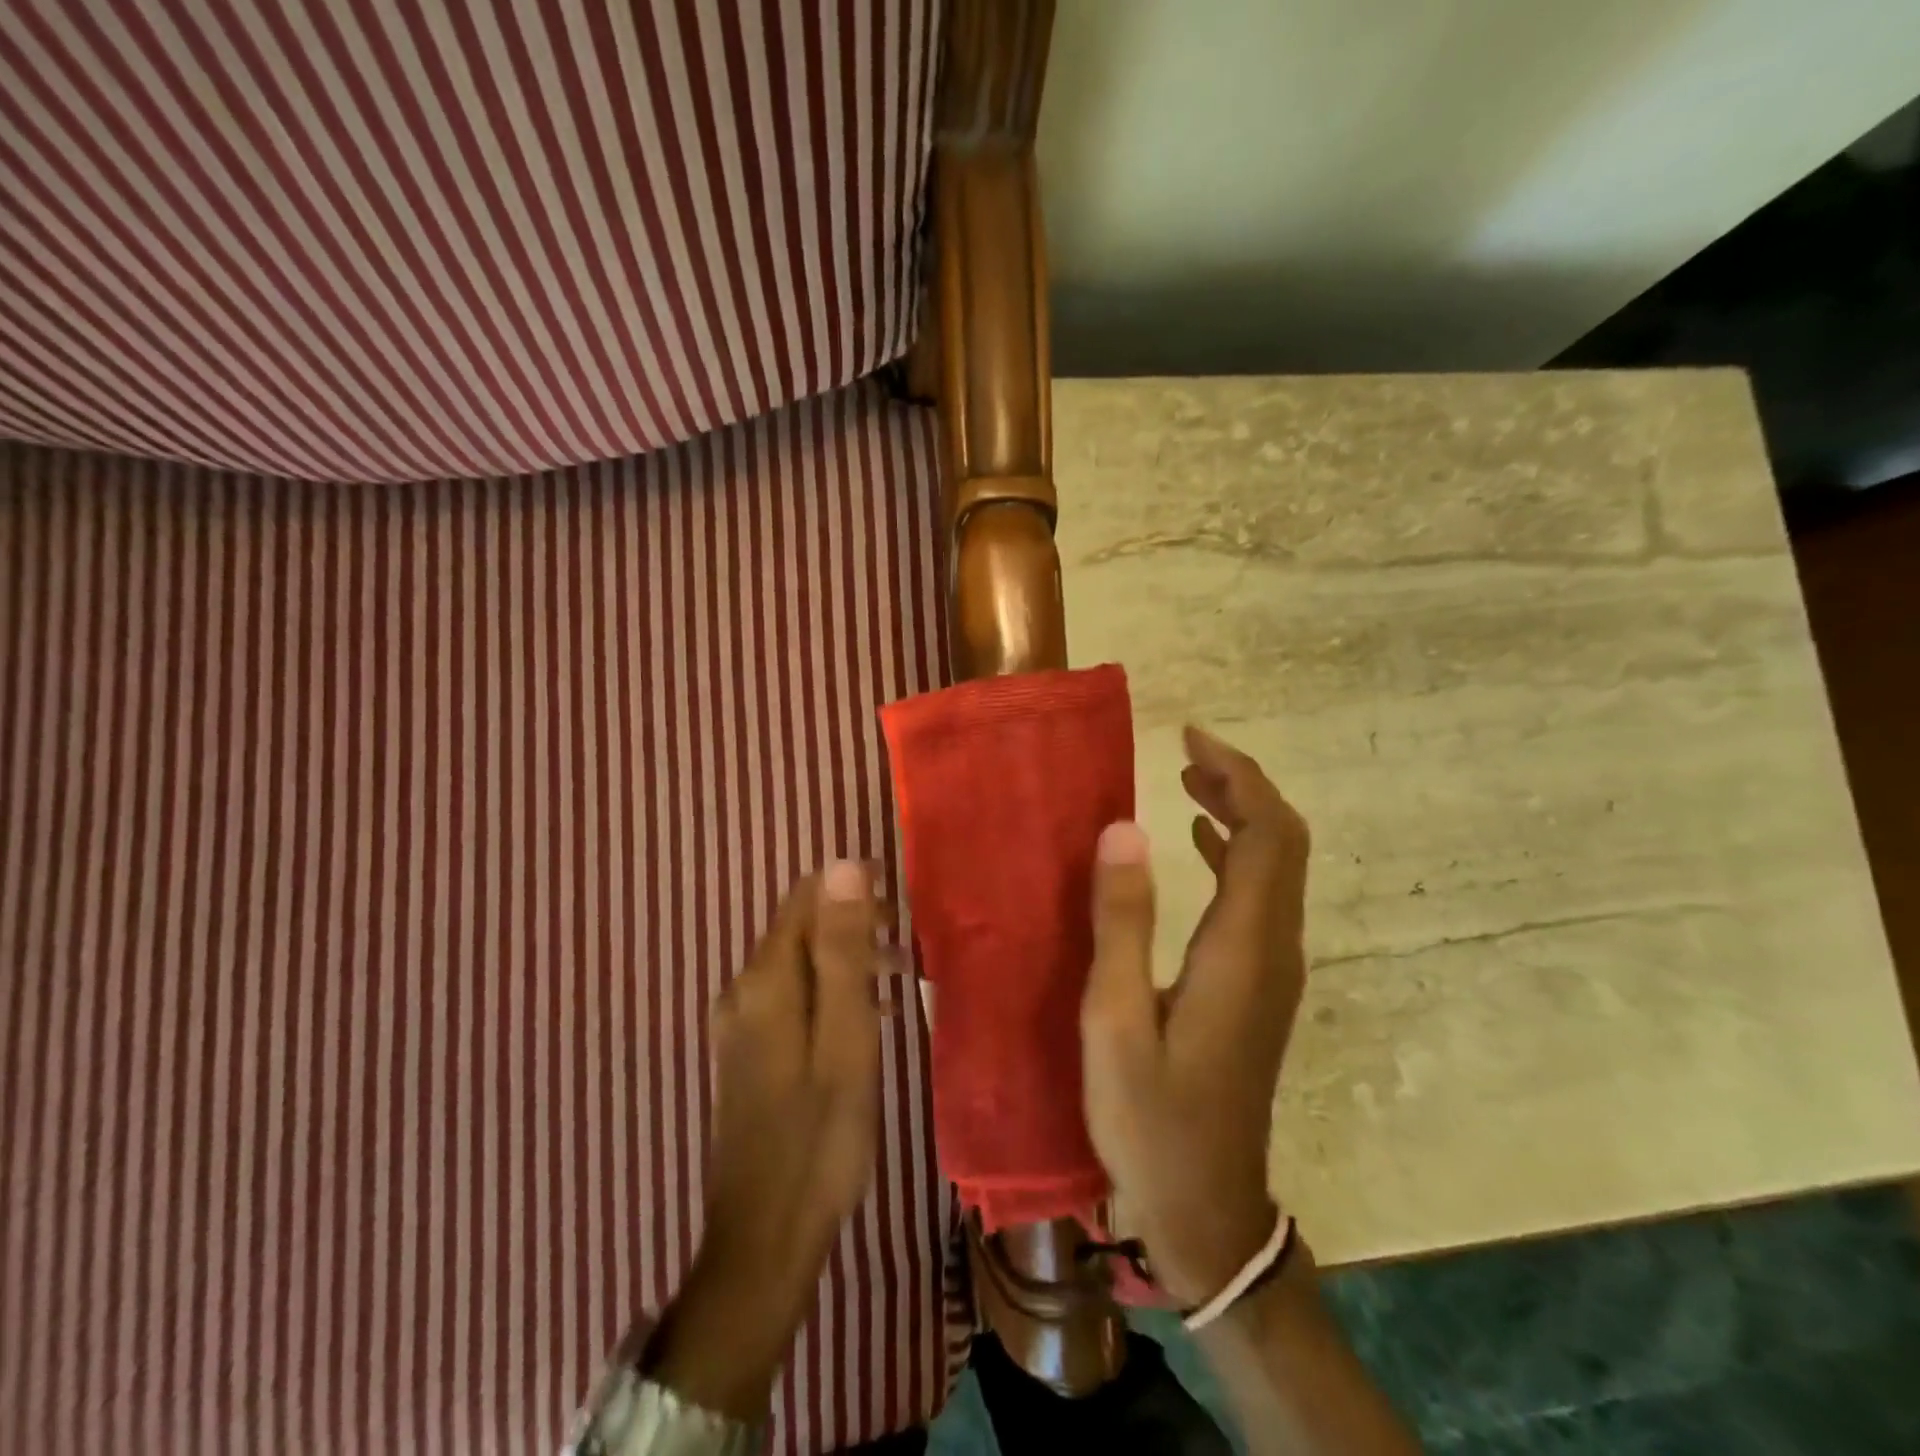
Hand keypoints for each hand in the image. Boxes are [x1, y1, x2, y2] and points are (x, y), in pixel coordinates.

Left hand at [650, 861, 885, 1420]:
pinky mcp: (748, 1053)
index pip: (805, 898)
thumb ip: (842, 950)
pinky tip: (867, 1019)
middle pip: (802, 928)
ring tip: (901, 984)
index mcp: (766, 980)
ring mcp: (740, 1024)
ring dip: (849, 961)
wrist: (765, 1238)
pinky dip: (833, 992)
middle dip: (857, 927)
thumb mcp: (846, 1037)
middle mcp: (743, 990)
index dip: (853, 890)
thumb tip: (842, 865)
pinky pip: (794, 996)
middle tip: (911, 956)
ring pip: (801, 963)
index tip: (902, 911)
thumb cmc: (820, 1136)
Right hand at [1079, 727, 1310, 1306]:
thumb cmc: (1151, 1119)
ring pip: (1277, 869)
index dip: (1239, 777)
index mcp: (1243, 951)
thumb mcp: (1116, 1021)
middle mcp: (1274, 951)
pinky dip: (1235, 856)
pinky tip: (1197, 847)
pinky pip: (1260, 899)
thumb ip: (1122, 922)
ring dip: (1241, 816)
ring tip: (1189, 783)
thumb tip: (1126, 828)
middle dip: (1244, 786)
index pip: (1269, 837)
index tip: (1191, 738)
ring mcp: (1272, 971)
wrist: (1207, 1211)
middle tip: (1187, 752)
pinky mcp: (1259, 988)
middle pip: (1284, 844)